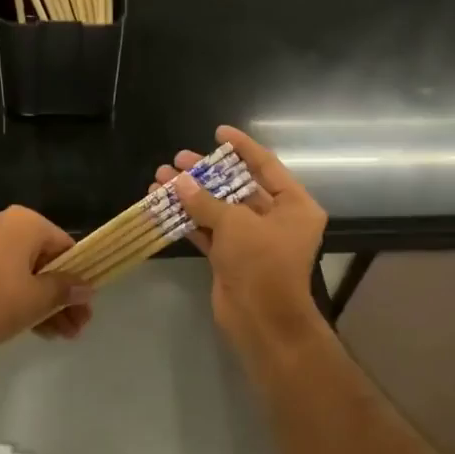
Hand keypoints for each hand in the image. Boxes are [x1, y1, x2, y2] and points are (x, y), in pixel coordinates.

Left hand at [0, 205, 93, 353]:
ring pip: (29, 273)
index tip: (86, 304)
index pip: (65, 246)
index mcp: (25, 222)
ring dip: (48, 302)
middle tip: (78, 325)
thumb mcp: (39, 297)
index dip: (79, 277)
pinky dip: (26, 299)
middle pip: (47, 262)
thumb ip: (66, 289)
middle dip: (63, 296)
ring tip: (65, 335)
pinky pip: (10, 278)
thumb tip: (87, 288)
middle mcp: (6, 225)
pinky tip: (44, 330)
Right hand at [155, 126, 326, 351]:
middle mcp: (276, 219)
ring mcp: (253, 240)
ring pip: (219, 209)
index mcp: (294, 205)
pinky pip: (209, 231)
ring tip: (160, 178)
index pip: (266, 166)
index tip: (218, 132)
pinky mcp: (232, 257)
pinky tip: (163, 205)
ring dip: (191, 195)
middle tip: (178, 159)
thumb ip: (205, 199)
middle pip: (238, 187)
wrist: (262, 320)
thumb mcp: (234, 223)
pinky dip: (188, 219)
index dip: (242, 147)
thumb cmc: (261, 263)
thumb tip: (178, 181)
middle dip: (206, 173)